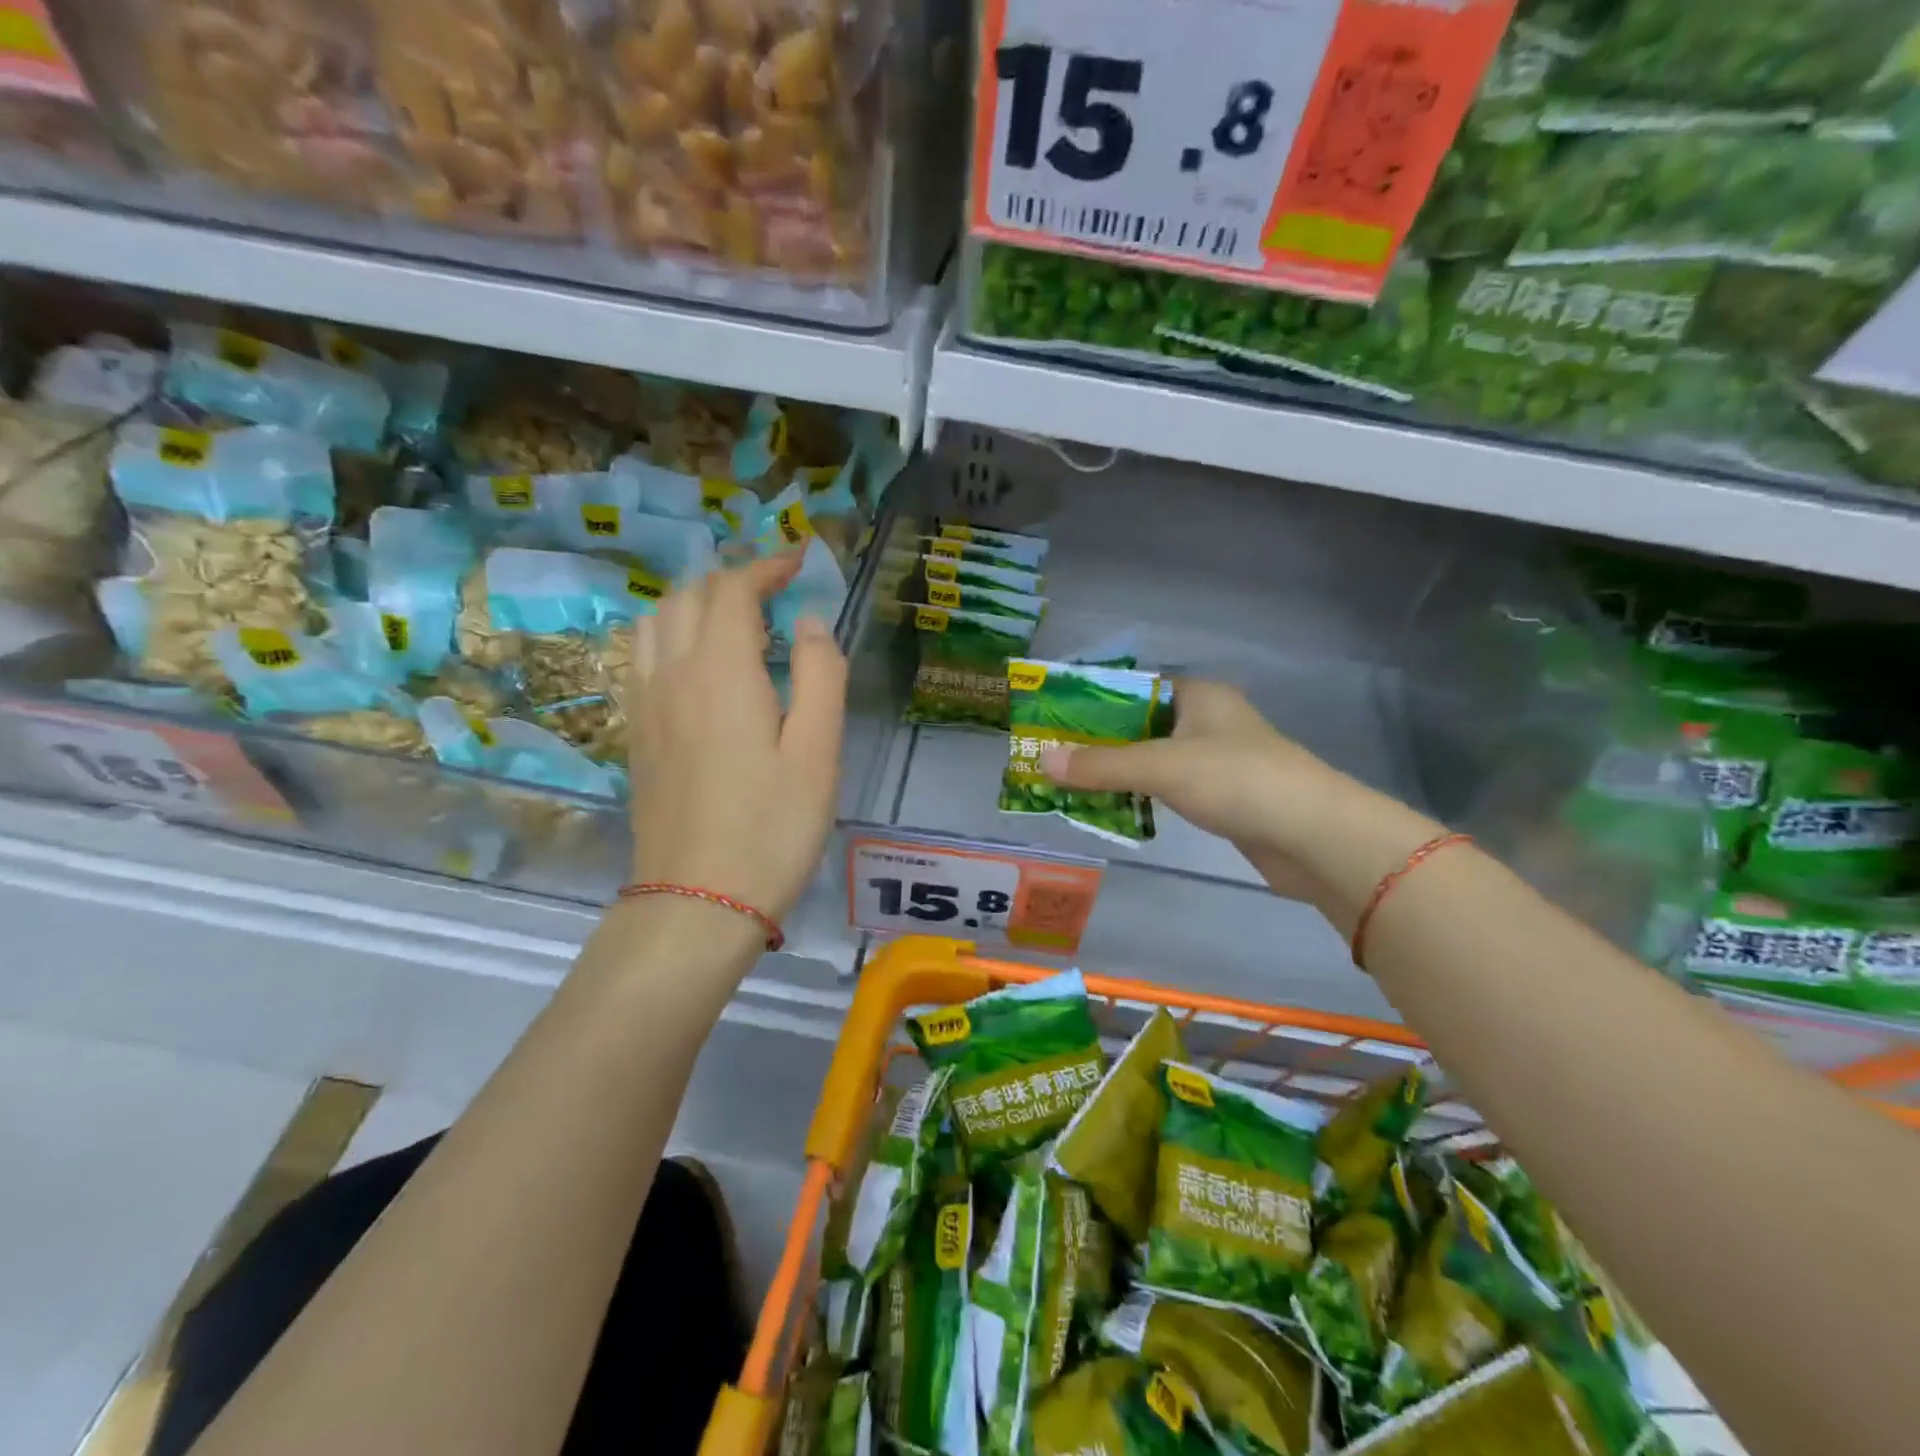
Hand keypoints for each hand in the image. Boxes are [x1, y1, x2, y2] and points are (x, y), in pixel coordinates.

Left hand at [625, 553, 846, 924]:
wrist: (698, 900)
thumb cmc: (772, 826)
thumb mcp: (819, 751)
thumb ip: (821, 674)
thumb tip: (808, 623)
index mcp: (720, 670)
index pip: (733, 590)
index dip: (766, 568)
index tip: (798, 564)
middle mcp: (671, 673)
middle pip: (688, 596)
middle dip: (732, 581)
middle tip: (775, 595)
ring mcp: (645, 704)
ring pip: (656, 622)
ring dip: (695, 605)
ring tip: (735, 623)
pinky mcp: (636, 733)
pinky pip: (642, 657)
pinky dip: (670, 636)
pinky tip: (697, 666)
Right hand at [1039, 679, 1434, 928]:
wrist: (1315, 836)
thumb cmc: (1237, 781)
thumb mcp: (1161, 767)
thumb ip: (1101, 765)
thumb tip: (1040, 761)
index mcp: (1199, 696)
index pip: (1134, 689)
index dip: (1092, 702)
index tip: (1052, 719)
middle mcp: (1208, 721)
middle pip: (1140, 725)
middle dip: (1099, 743)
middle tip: (1052, 756)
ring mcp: (1219, 760)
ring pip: (1155, 759)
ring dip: (1118, 771)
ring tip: (1069, 782)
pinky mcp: (1225, 796)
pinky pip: (1170, 788)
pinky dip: (1142, 794)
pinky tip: (1114, 806)